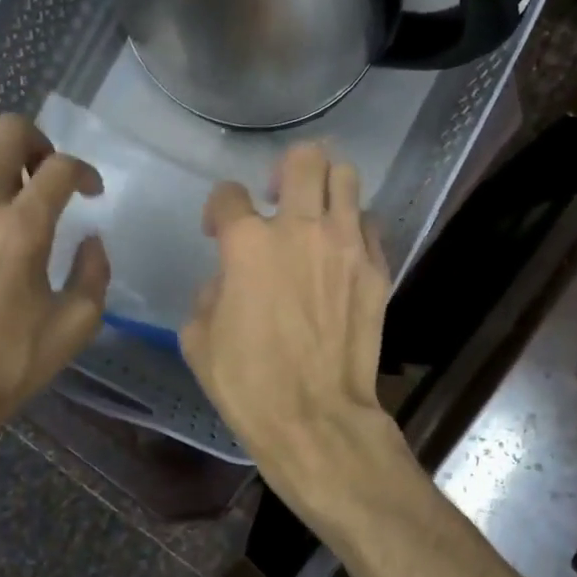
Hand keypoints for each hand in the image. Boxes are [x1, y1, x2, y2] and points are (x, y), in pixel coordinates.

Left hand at [0, 114, 107, 473]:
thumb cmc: (10, 363)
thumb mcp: (76, 326)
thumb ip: (94, 273)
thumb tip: (91, 240)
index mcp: (23, 230)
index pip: (60, 168)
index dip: (85, 171)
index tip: (91, 193)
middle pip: (7, 132)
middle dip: (38, 143)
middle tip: (46, 176)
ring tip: (6, 187)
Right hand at [181, 143, 400, 510]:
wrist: (316, 418)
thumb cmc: (248, 384)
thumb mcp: (198, 338)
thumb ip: (210, 291)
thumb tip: (228, 278)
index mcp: (249, 243)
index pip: (229, 194)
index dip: (218, 209)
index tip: (218, 231)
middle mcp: (301, 229)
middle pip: (304, 158)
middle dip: (286, 168)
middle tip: (278, 197)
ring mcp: (347, 245)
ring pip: (347, 177)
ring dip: (326, 187)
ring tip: (315, 214)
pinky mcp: (378, 269)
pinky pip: (369, 224)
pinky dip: (353, 227)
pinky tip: (341, 253)